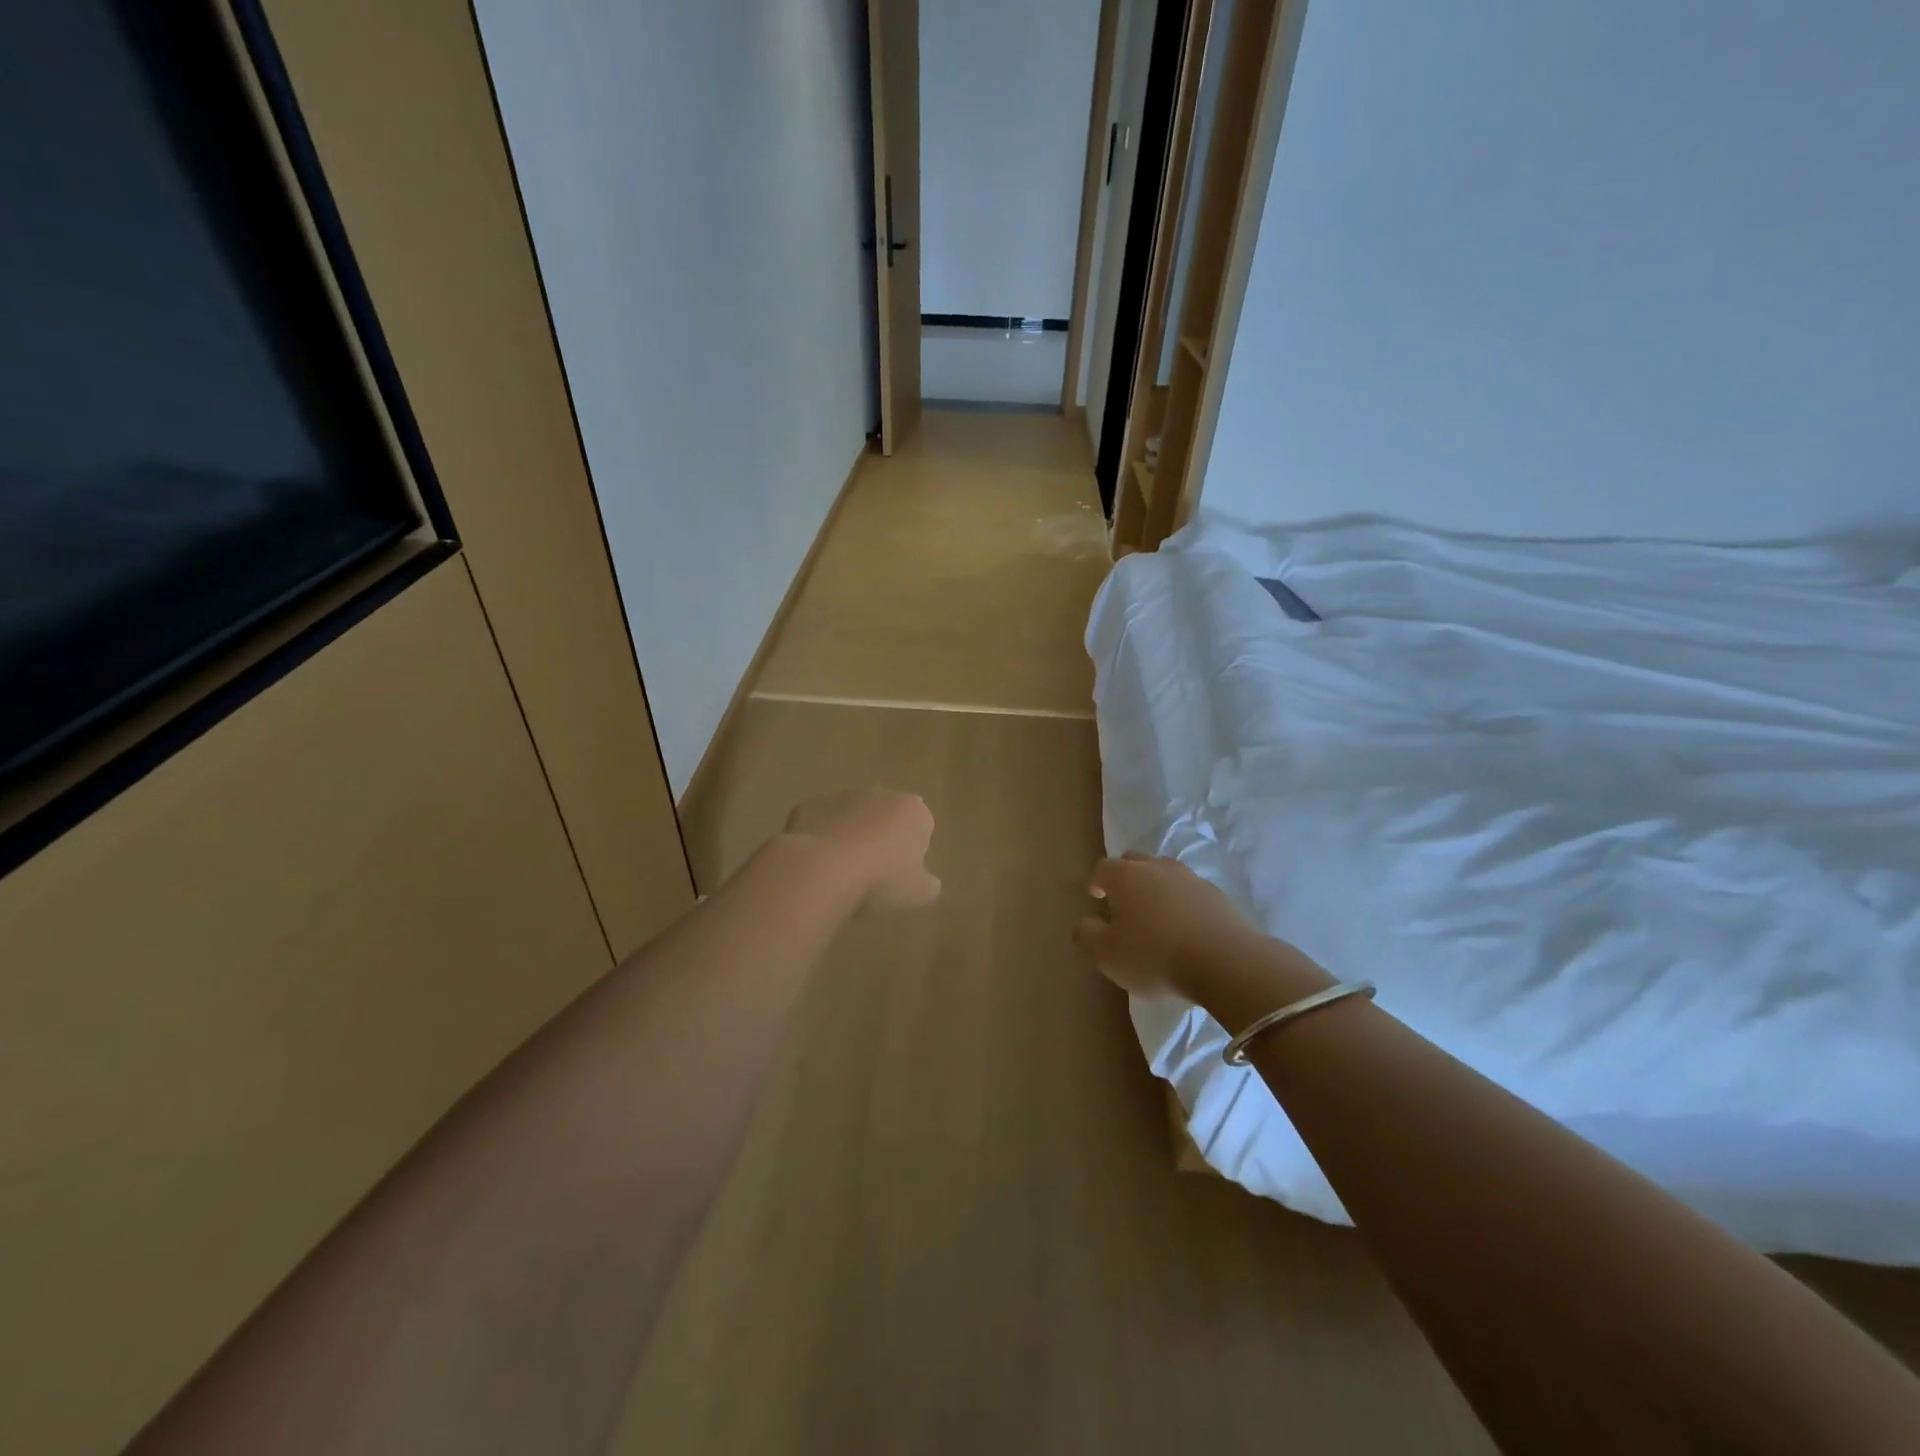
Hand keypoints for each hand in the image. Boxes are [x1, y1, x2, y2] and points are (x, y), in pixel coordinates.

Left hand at [784, 789, 939, 912]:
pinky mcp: (810, 804)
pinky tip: (815, 864)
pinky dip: (820, 837)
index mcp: (913, 811)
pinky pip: (820, 822)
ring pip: (850, 817)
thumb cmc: (881, 880)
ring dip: (849, 836)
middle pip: (885, 817)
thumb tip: (928, 883)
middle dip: (880, 837)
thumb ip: (929, 885)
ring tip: (840, 872)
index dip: (911, 851)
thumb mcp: (919, 894)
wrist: (822, 869)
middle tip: (872, 873)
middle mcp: (880, 794)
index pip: (921, 826)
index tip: (900, 875)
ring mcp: (842, 796)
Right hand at [1073, 852, 1260, 997]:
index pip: (1102, 868)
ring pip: (1165, 873)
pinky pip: (1190, 891)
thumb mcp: (1107, 954)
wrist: (1224, 961)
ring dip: (1156, 887)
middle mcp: (1156, 867)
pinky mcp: (1216, 894)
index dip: (1096, 881)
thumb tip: (1084, 923)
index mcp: (1125, 876)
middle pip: (1134, 861)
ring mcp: (1190, 878)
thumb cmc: (1155, 956)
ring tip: (1156, 914)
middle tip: (1123, 902)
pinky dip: (1182, 902)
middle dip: (1125, 877)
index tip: (1096, 898)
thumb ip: (1087, 935)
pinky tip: (1185, 926)